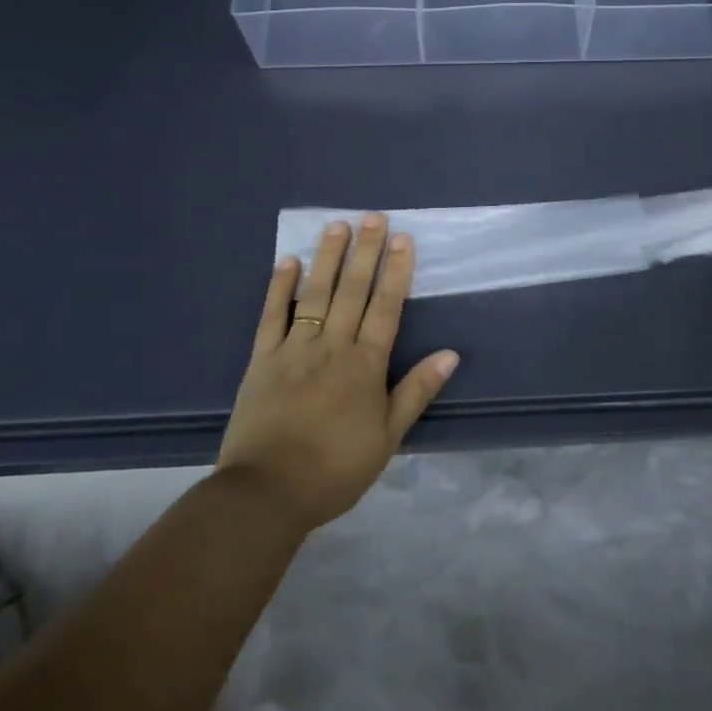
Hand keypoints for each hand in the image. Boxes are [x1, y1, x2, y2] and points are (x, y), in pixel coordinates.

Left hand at [217, 216, 459, 532]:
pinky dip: (280, 287)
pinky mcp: (261, 359)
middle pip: (352, 291)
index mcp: (365, 365)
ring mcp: (294, 349)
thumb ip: (416, 391)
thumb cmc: (335, 468)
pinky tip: (288, 261)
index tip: (403, 239)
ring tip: (337, 225)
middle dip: (365, 252)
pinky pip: (271, 316)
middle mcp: (332, 346)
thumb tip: (451, 354)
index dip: (396, 272)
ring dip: (327, 258)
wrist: (267, 493)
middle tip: (374, 217)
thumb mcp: (387, 437)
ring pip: (315, 294)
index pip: (386, 308)